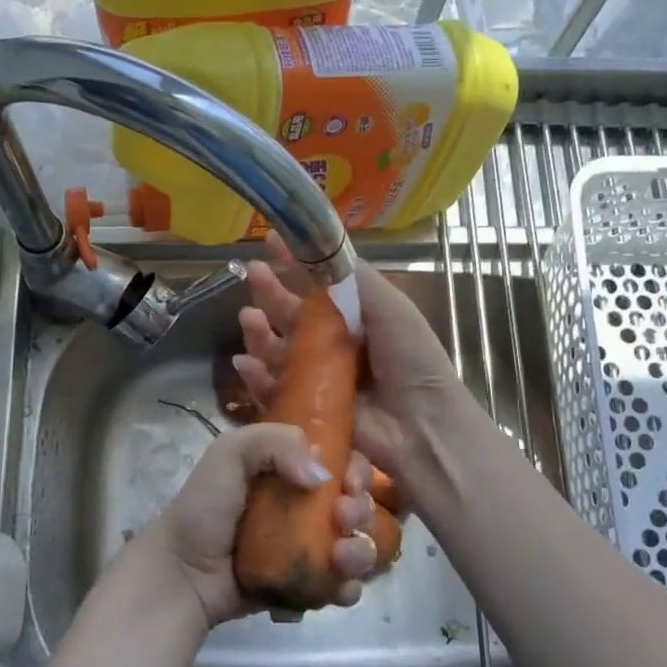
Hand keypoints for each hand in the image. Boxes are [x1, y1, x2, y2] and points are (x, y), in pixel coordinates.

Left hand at [125, 423, 382, 627]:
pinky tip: (339, 586)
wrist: (182, 573)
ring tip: (341, 556)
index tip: (351, 481)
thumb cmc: (204, 508)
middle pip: (358, 505)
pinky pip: (343, 586)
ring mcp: (307, 549)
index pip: (343, 462)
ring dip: (362, 551)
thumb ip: (274, 443)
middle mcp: (305, 506)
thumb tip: (323, 475)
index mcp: (291, 470)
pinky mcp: (305, 586)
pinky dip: (349, 586)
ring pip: (358, 547)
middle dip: (362, 509)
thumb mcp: (229, 453)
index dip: (358, 469)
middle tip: (343, 516)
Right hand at [234, 234, 465, 482]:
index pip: (318, 285)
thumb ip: (353, 277)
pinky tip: (245, 363)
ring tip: (249, 318)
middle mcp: (334, 344)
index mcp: (356, 317)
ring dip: (259, 332)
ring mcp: (317, 378)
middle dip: (271, 293)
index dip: (294, 263)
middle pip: (292, 315)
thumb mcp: (390, 306)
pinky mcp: (305, 409)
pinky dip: (256, 376)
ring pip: (277, 350)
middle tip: (252, 273)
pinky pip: (273, 389)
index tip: (270, 240)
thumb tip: (316, 246)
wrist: (421, 426)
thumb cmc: (410, 359)